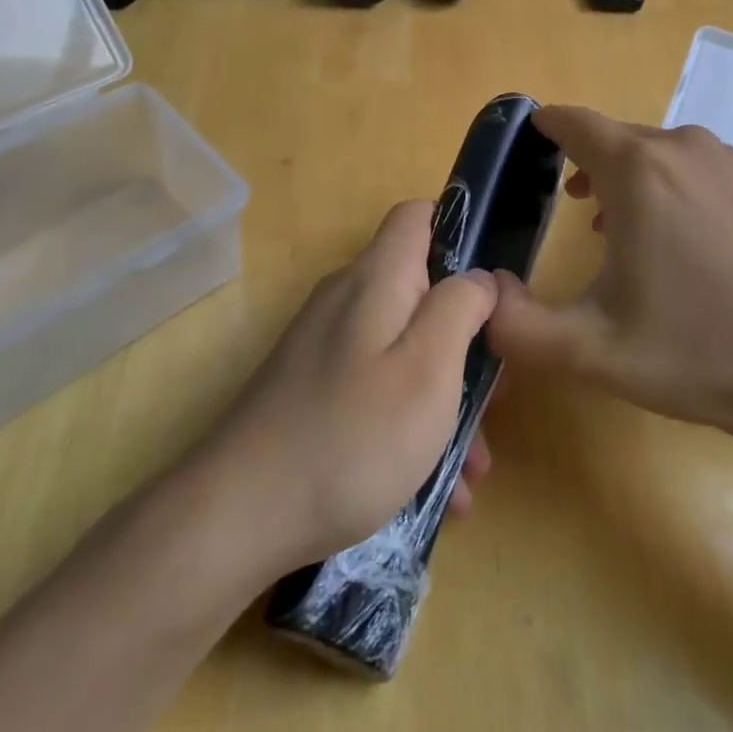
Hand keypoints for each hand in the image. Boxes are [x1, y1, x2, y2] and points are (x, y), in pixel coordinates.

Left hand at [200, 200, 497, 574]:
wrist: (237, 516)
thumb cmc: (352, 436)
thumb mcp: (428, 368)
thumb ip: (460, 307)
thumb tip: (480, 277)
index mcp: (376, 278)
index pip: (418, 215)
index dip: (462, 233)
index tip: (495, 288)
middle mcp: (348, 299)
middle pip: (421, 291)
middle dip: (464, 339)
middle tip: (494, 396)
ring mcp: (327, 346)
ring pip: (404, 348)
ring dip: (445, 396)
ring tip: (472, 468)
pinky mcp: (314, 388)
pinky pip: (377, 387)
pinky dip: (410, 423)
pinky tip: (434, 487)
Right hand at [487, 106, 732, 453]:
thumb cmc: (698, 353)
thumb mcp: (591, 350)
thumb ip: (517, 326)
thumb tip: (480, 296)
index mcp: (639, 170)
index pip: (572, 122)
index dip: (540, 128)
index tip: (520, 147)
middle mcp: (682, 149)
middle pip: (611, 137)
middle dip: (578, 161)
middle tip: (554, 204)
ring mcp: (727, 165)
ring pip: (652, 151)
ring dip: (619, 175)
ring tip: (599, 220)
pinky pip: (688, 166)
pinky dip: (660, 184)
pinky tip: (662, 235)